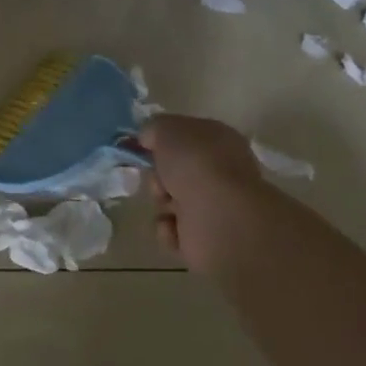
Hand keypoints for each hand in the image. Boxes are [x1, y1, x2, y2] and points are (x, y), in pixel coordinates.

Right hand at [142, 115, 273, 275]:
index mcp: (218, 139)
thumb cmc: (195, 163)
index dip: (163, 140)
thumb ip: (153, 128)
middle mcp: (220, 170)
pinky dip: (168, 228)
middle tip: (158, 179)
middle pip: (175, 170)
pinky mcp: (206, 237)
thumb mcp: (165, 129)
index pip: (186, 135)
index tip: (144, 146)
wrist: (219, 217)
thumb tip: (148, 138)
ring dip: (161, 201)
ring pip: (171, 199)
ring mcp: (215, 205)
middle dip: (158, 175)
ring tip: (168, 205)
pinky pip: (173, 229)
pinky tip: (173, 226)